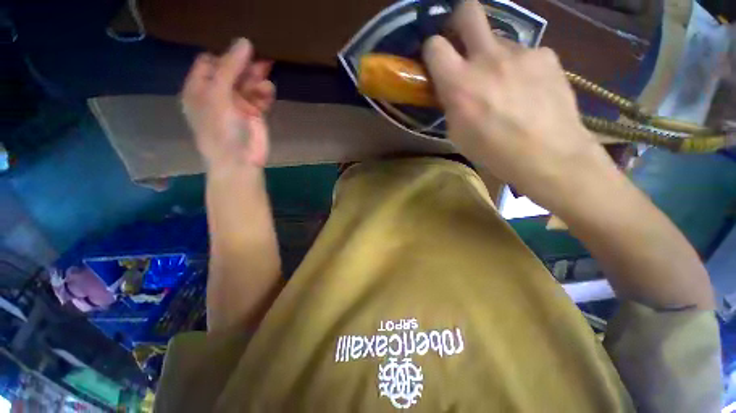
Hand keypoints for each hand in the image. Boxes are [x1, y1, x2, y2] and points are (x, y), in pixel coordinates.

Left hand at [181, 38, 274, 169]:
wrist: (240, 161)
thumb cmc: (221, 129)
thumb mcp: (219, 96)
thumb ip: (230, 68)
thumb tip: (245, 42)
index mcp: (199, 89)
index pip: (209, 62)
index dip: (224, 56)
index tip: (239, 55)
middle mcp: (217, 94)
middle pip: (232, 71)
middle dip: (244, 66)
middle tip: (259, 63)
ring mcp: (237, 104)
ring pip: (248, 83)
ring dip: (257, 79)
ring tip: (265, 78)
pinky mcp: (255, 114)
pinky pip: (260, 96)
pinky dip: (265, 93)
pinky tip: (268, 92)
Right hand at [422, 0, 614, 209]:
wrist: (549, 155)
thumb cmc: (494, 152)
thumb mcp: (458, 134)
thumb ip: (452, 104)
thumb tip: (453, 88)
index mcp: (460, 84)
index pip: (434, 46)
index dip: (432, 49)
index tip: (436, 59)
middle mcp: (488, 58)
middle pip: (468, 11)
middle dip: (459, 21)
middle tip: (461, 41)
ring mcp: (521, 52)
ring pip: (499, 40)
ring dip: (494, 57)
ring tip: (505, 85)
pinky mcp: (546, 55)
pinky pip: (525, 54)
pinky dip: (520, 68)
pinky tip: (528, 90)